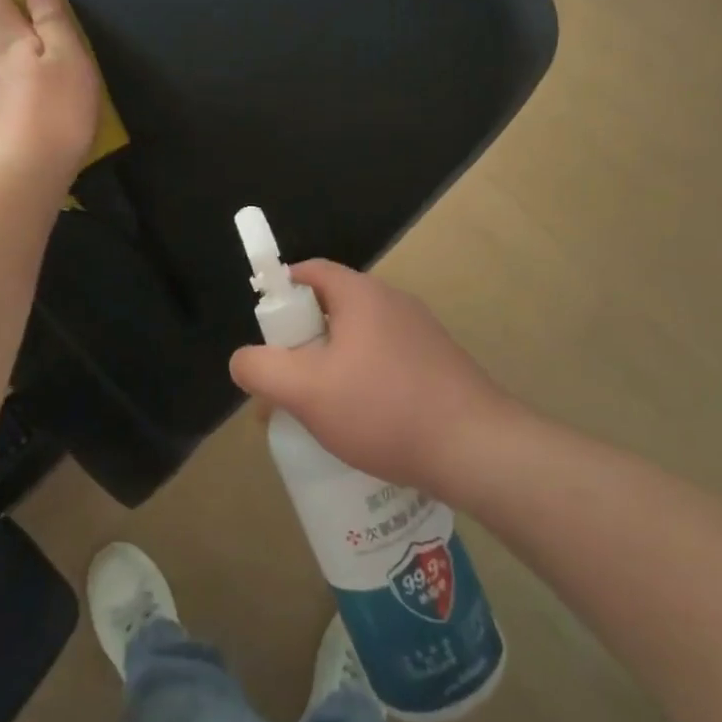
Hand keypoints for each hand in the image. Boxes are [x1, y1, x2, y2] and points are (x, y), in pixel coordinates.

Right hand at [229, 261, 519, 491]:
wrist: (477, 449)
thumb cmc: (383, 409)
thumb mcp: (306, 391)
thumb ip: (261, 369)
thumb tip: (244, 360)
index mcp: (362, 295)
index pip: (311, 272)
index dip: (280, 291)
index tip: (265, 329)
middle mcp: (393, 302)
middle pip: (333, 308)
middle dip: (302, 340)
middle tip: (287, 381)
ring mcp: (422, 333)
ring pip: (359, 339)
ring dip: (332, 365)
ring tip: (320, 411)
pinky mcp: (438, 364)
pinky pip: (386, 361)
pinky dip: (363, 381)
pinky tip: (362, 424)